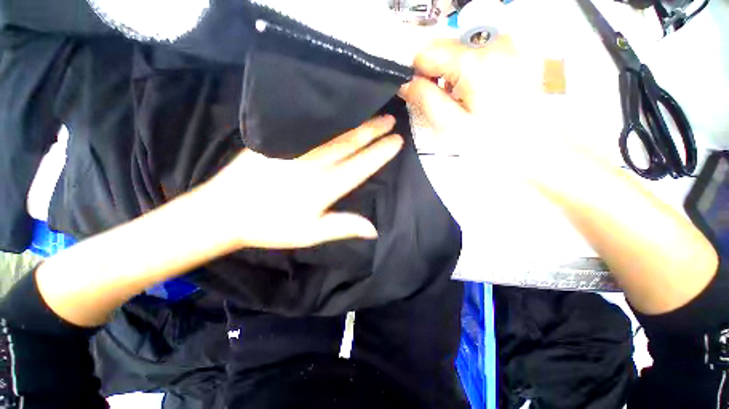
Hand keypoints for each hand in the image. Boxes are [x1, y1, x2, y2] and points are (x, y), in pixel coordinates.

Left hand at [202, 116, 402, 248]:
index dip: (379, 153)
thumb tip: (374, 229)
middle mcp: (313, 165)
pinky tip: (337, 111)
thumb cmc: (271, 226)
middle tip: (390, 119)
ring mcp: (295, 149)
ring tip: (373, 112)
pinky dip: (327, 118)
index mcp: (324, 188)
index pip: (360, 166)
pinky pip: (309, 126)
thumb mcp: (310, 234)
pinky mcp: (278, 140)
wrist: (225, 210)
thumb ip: (343, 227)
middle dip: (373, 131)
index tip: (396, 141)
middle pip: (349, 144)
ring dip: (356, 122)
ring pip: (332, 132)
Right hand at [400, 36, 552, 156]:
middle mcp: (494, 42)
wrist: (538, 145)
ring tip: (461, 97)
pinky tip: (476, 89)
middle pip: (444, 45)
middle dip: (434, 72)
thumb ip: (425, 100)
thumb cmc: (495, 141)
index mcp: (475, 62)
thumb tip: (406, 84)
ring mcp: (508, 44)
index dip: (416, 73)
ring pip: (459, 48)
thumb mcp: (451, 125)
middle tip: (442, 99)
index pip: (426, 52)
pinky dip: (468, 68)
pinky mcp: (515, 50)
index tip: (418, 93)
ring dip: (451, 71)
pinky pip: (478, 51)